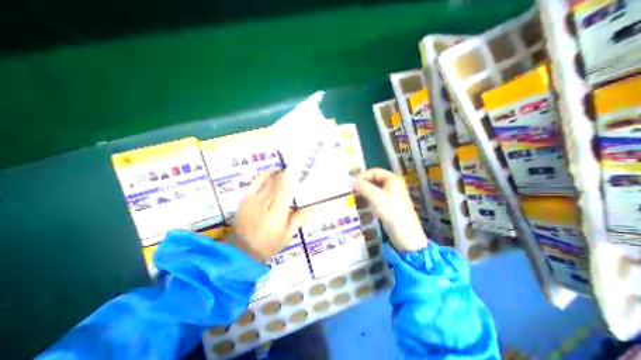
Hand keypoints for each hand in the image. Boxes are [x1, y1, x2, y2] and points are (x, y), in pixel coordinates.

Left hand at [230, 170, 307, 262]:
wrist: (242, 252)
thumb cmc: (268, 245)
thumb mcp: (287, 235)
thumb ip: (298, 219)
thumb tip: (312, 208)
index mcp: (276, 215)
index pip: (285, 192)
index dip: (291, 179)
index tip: (298, 169)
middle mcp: (264, 205)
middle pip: (276, 184)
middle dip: (286, 174)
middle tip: (295, 169)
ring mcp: (252, 201)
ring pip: (266, 182)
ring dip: (276, 174)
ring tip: (284, 170)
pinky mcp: (244, 200)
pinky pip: (254, 183)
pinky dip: (262, 176)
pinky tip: (270, 173)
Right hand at [353, 167, 427, 249]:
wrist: (406, 235)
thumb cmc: (392, 212)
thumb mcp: (377, 198)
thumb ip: (363, 187)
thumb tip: (351, 180)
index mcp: (393, 179)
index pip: (374, 171)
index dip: (363, 175)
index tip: (352, 183)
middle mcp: (393, 184)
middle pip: (374, 179)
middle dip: (363, 183)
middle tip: (352, 189)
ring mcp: (391, 195)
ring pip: (375, 188)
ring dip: (364, 190)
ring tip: (354, 195)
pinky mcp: (389, 204)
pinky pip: (376, 196)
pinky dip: (368, 197)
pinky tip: (361, 202)